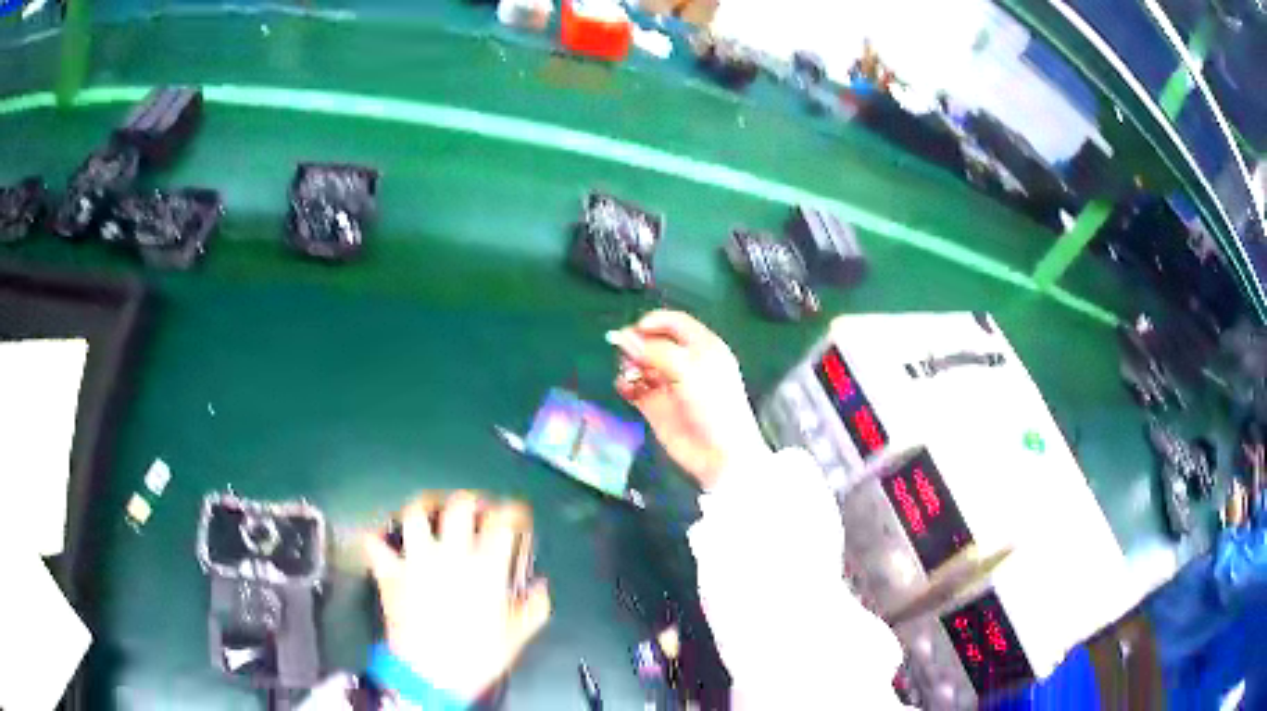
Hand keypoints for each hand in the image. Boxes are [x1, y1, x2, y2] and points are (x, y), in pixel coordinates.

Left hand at [364, 492, 550, 701]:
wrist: (431, 675)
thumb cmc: (477, 655)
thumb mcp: (517, 635)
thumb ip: (535, 607)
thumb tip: (540, 586)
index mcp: (486, 567)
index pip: (502, 521)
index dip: (512, 510)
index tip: (515, 513)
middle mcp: (450, 554)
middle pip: (459, 505)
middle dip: (470, 499)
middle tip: (474, 507)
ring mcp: (416, 560)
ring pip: (415, 513)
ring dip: (424, 506)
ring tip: (429, 511)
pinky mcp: (390, 572)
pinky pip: (375, 543)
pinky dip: (378, 536)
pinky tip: (385, 538)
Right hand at [608, 310, 769, 489]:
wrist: (720, 454)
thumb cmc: (714, 407)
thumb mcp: (688, 371)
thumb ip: (655, 351)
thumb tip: (624, 337)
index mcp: (703, 347)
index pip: (674, 322)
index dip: (654, 322)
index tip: (635, 330)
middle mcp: (685, 363)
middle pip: (653, 342)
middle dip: (637, 344)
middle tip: (626, 353)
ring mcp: (669, 384)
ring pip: (641, 364)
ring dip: (630, 364)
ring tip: (629, 373)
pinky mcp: (656, 406)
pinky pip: (635, 388)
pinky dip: (626, 384)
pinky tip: (624, 387)